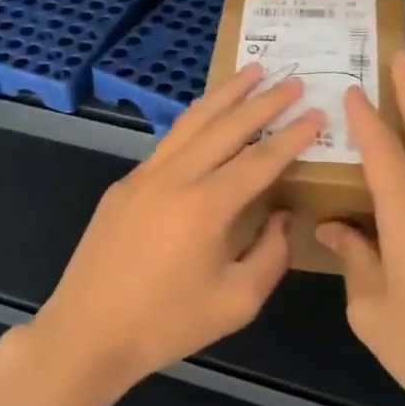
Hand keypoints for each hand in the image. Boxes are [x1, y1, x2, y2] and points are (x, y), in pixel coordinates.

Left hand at [28, 63, 322, 405]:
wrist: (88, 333)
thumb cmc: (167, 324)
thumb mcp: (237, 302)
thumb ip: (270, 254)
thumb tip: (282, 216)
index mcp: (206, 206)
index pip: (260, 159)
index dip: (292, 135)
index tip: (316, 112)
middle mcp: (175, 177)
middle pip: (226, 126)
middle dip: (263, 101)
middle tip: (292, 80)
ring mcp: (143, 176)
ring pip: (191, 122)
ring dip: (225, 95)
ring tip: (251, 72)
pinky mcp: (123, 185)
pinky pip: (168, 142)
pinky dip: (195, 121)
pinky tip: (208, 117)